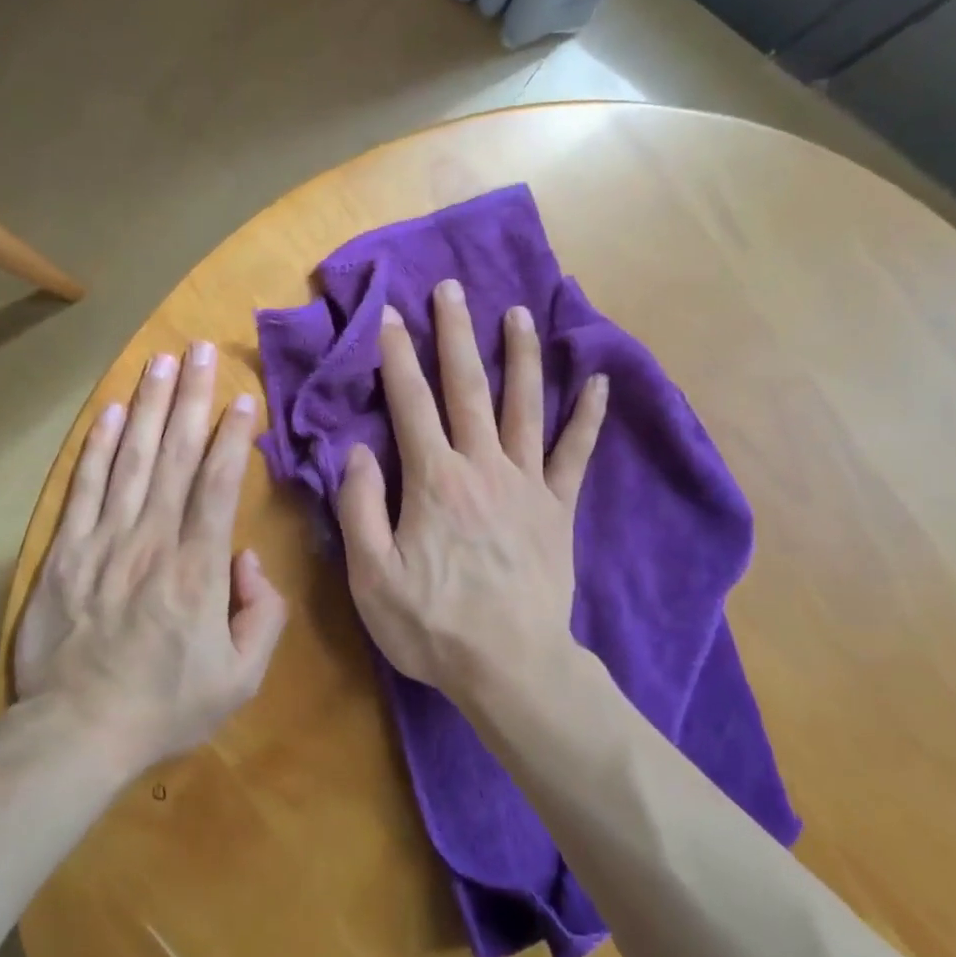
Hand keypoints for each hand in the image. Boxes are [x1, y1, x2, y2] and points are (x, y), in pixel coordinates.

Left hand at [11, 342, 286, 772]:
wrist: (76, 734)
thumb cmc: (166, 706)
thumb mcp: (241, 678)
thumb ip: (262, 614)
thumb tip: (249, 559)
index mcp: (199, 569)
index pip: (219, 484)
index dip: (233, 436)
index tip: (244, 398)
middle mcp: (153, 541)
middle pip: (176, 456)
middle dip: (192, 398)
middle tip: (202, 352)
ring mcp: (104, 542)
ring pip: (133, 460)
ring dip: (149, 407)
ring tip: (161, 362)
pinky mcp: (65, 553)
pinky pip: (85, 489)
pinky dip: (99, 448)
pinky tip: (112, 412)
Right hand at [337, 279, 606, 701]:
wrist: (511, 668)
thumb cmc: (433, 625)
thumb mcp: (371, 576)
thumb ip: (359, 507)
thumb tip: (356, 450)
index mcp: (433, 479)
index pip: (410, 402)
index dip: (396, 355)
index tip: (389, 314)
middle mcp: (482, 466)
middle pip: (467, 387)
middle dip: (455, 333)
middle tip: (450, 288)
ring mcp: (526, 484)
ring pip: (524, 406)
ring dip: (519, 356)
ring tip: (517, 313)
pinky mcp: (558, 508)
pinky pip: (576, 454)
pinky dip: (588, 416)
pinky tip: (598, 382)